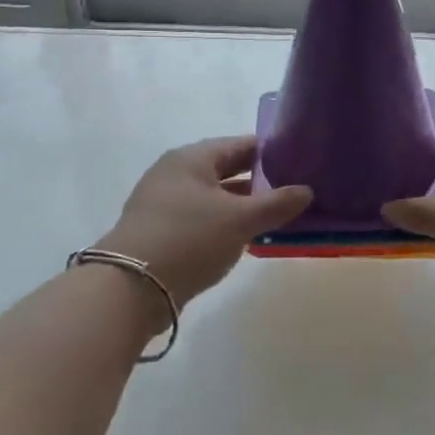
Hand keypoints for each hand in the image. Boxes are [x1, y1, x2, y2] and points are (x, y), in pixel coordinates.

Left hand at [95, 137, 311, 306]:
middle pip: (226, 169)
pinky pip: (201, 218)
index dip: (272, 151)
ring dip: (242, 205)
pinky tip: (245, 238)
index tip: (300, 161)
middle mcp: (175, 173)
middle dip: (258, 180)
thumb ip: (276, 204)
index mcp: (192, 158)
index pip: (241, 145)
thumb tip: (306, 191)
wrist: (128, 289)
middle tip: (293, 190)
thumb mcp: (240, 220)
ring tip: (276, 216)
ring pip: (214, 196)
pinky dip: (224, 223)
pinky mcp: (159, 231)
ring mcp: (163, 202)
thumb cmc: (189, 239)